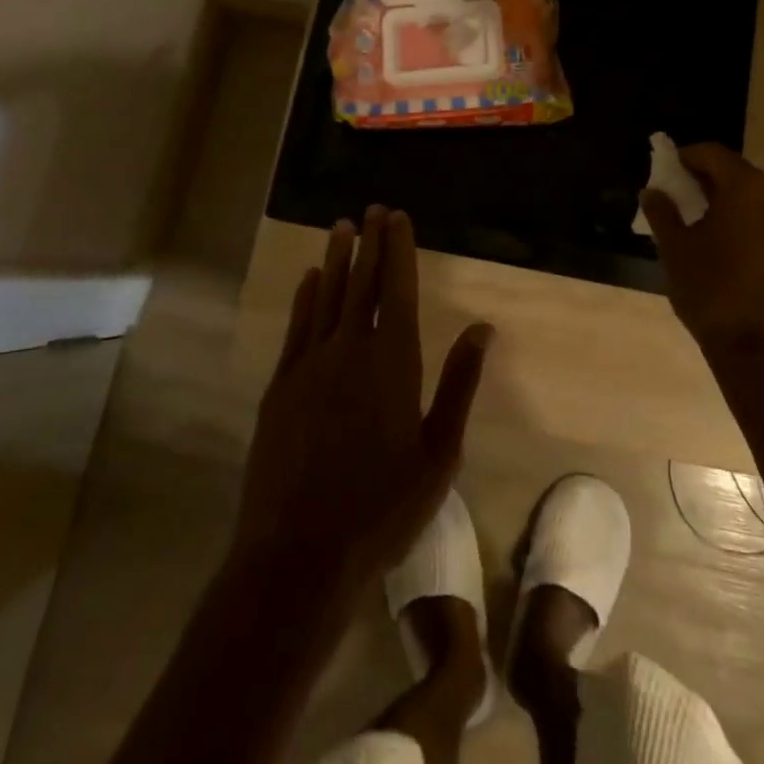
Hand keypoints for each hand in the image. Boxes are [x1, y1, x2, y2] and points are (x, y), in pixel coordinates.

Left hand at [233, 206, 492, 594]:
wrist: (298, 554)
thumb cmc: (381, 509)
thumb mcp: (438, 454)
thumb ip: (459, 385)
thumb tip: (483, 329)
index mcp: (392, 362)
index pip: (396, 288)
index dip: (398, 249)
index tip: (397, 216)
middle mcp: (349, 349)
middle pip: (361, 282)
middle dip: (370, 243)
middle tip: (373, 210)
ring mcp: (309, 364)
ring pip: (326, 296)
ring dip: (336, 259)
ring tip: (342, 226)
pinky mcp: (280, 386)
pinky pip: (296, 327)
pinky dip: (305, 297)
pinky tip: (311, 278)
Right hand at [638, 142, 763, 357]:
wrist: (756, 348)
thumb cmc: (709, 289)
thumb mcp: (674, 247)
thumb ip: (662, 212)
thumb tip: (653, 191)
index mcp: (746, 188)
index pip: (712, 153)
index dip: (685, 157)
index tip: (664, 170)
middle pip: (734, 171)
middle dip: (703, 177)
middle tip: (674, 193)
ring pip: (750, 196)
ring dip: (721, 198)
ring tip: (693, 218)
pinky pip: (762, 218)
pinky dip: (739, 218)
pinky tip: (717, 240)